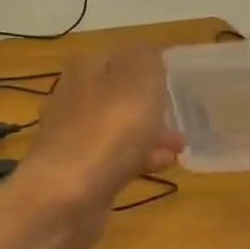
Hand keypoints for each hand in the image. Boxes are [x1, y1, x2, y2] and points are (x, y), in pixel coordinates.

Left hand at [24, 45, 182, 248]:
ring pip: (117, 128)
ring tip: (179, 146)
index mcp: (85, 67)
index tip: (173, 79)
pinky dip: (138, 159)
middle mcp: (73, 97)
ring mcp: (72, 137)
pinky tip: (162, 166)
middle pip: (118, 94)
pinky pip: (114, 158)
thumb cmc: (110, 127)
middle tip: (179, 114)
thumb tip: (146, 56)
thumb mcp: (140, 76)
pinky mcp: (77, 172)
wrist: (69, 193)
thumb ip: (147, 58)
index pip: (119, 55)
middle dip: (149, 104)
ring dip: (148, 134)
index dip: (147, 64)